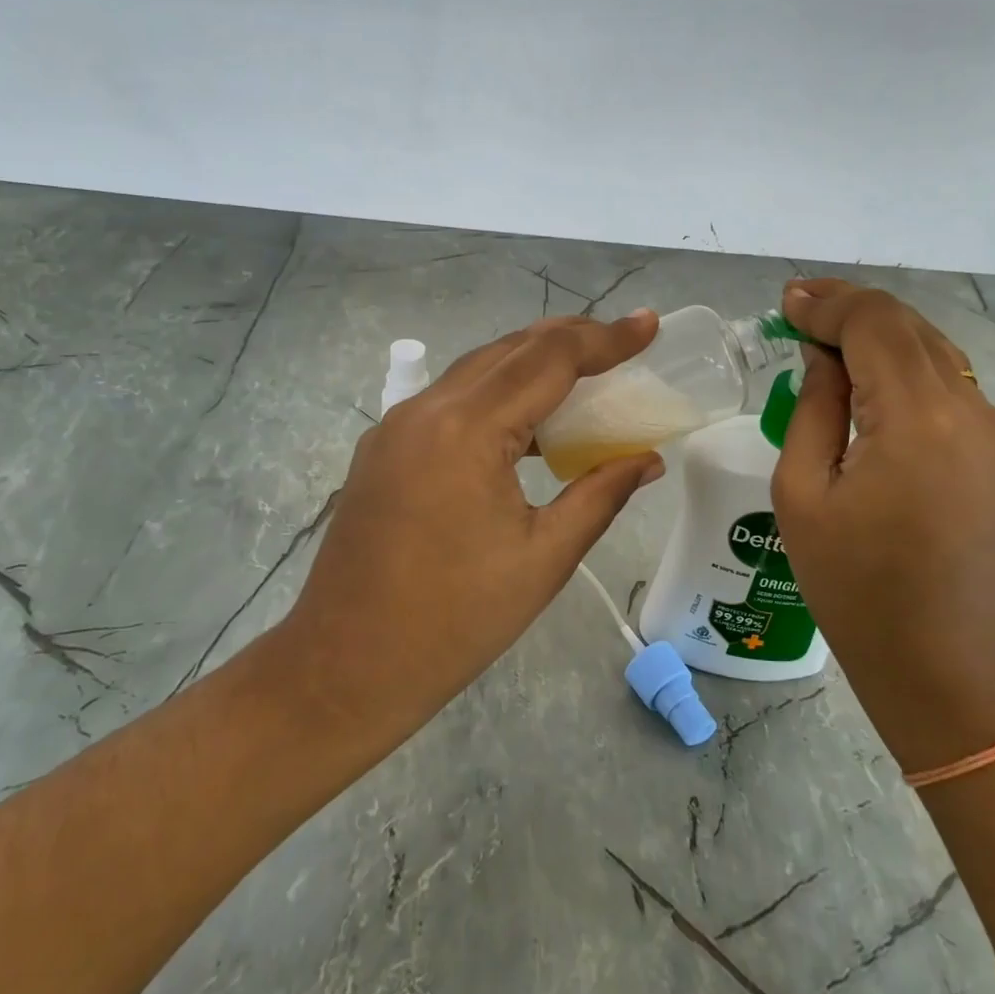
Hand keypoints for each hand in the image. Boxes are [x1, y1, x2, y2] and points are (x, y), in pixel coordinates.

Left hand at [276, 312, 665, 747]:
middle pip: (510, 350)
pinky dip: (497, 393)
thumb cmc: (454, 622)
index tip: (649, 325)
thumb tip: (648, 460)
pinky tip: (526, 422)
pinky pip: (451, 400)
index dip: (605, 338)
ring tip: (586, 372)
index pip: (549, 359)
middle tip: (624, 342)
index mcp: (467, 430)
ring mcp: (397, 426)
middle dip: (571, 339)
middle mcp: (426, 410)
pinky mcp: (384, 448)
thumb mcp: (543, 559)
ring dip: (532, 363)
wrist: (344, 669)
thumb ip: (600, 495)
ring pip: (477, 370)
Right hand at [771, 279, 994, 767]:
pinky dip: (901, 365)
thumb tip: (822, 357)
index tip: (783, 303)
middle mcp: (968, 409)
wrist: (945, 667)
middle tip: (796, 308)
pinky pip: (945, 384)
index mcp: (918, 419)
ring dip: (877, 333)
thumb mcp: (803, 494)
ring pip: (931, 349)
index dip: (826, 303)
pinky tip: (865, 377)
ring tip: (823, 334)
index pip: (874, 323)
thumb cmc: (856, 589)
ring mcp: (992, 431)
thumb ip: (813, 408)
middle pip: (908, 326)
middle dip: (850, 308)